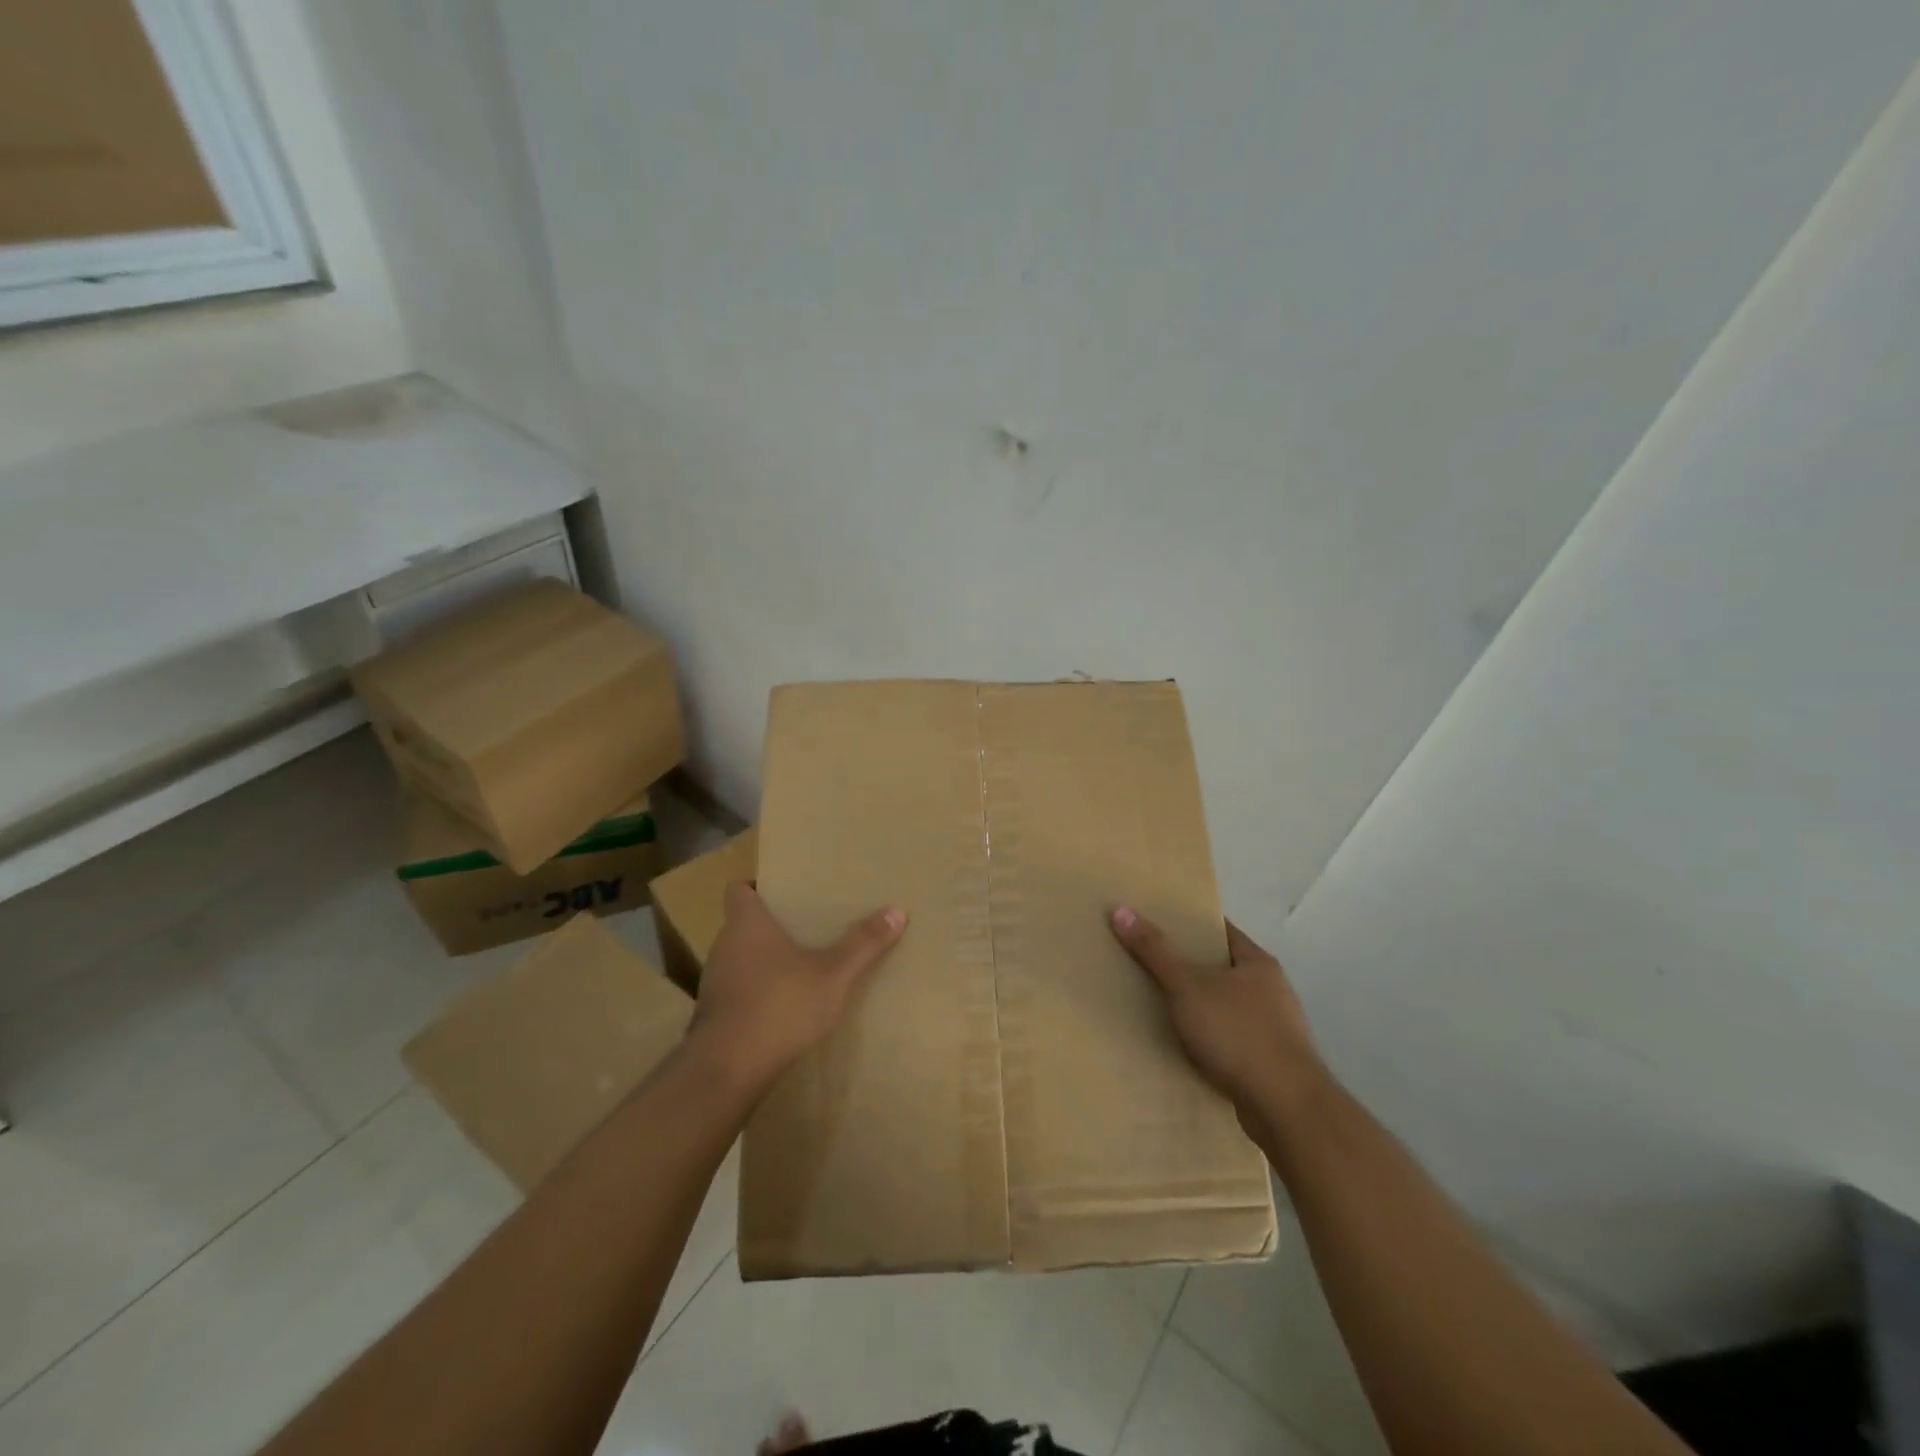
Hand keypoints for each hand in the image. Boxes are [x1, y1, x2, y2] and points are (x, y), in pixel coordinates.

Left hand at [687, 883, 906, 1093]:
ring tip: (798, 966)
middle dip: (771, 925)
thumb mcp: (833, 974)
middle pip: (742, 923)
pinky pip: (738, 989)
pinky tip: (782, 1006)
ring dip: (763, 960)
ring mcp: (715, 981)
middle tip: (805, 926)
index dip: (756, 887)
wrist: (728, 1069)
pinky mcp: (714, 1014)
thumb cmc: (780, 1005)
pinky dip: (756, 991)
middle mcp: (724, 945)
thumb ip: (863, 944)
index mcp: (747, 924)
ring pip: (740, 957)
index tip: (784, 893)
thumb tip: (898, 910)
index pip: (738, 889)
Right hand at [1110, 907, 1325, 1115]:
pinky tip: (1187, 1048)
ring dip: (1200, 1007)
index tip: (1158, 924)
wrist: (1286, 1109)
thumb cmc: (1237, 1034)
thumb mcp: (1187, 987)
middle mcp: (1272, 991)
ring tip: (1162, 1008)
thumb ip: (1155, 951)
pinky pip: (1232, 1040)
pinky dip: (1210, 1040)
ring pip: (1227, 1006)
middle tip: (1150, 965)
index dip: (1190, 925)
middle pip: (1222, 968)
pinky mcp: (1271, 1064)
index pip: (1221, 931)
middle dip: (1190, 968)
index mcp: (1258, 963)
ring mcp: (1275, 1029)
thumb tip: (1121, 909)